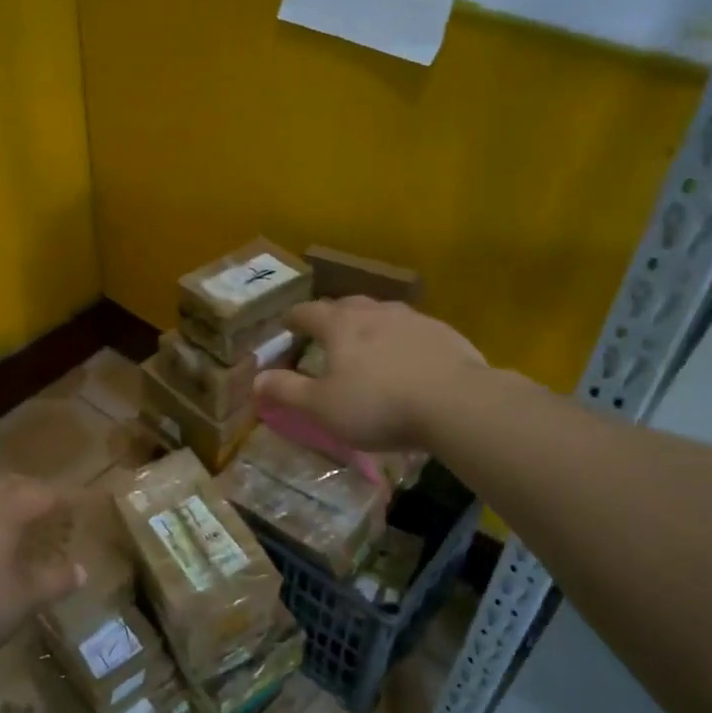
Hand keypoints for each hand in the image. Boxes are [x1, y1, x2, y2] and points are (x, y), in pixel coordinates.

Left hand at [0, 475, 84, 665]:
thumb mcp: (20, 602)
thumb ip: (53, 583)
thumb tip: (82, 570)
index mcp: (8, 509)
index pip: (47, 494)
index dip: (67, 498)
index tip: (83, 503)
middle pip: (13, 483)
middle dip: (34, 491)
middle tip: (49, 505)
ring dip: (2, 496)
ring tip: (10, 512)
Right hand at [254, 297, 492, 450]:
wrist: (455, 403)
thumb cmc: (378, 405)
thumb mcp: (323, 407)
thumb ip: (287, 391)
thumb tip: (256, 378)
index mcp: (340, 326)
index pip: (308, 312)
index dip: (294, 319)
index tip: (287, 326)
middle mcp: (374, 312)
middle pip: (346, 305)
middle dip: (332, 316)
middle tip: (326, 334)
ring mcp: (412, 318)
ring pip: (382, 314)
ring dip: (369, 325)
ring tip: (367, 345)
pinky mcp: (443, 333)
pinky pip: (413, 330)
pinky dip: (402, 340)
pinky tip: (408, 361)